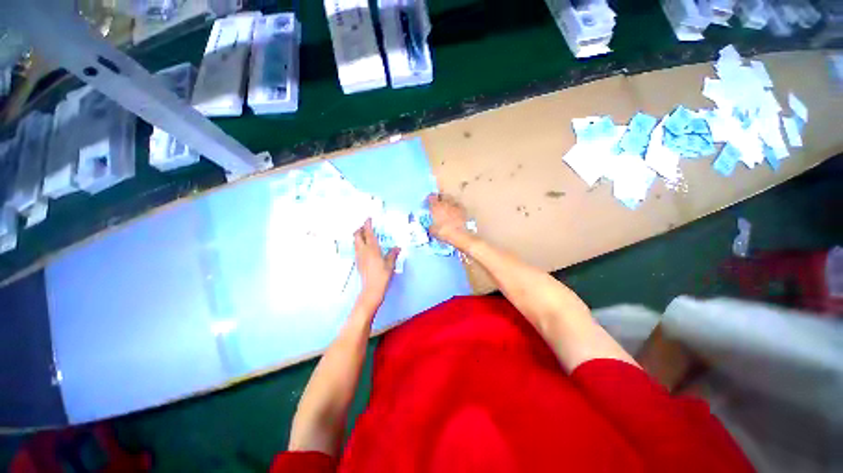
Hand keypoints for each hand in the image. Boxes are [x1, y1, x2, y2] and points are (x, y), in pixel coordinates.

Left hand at [354, 219, 398, 307]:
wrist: (371, 289)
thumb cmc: (382, 275)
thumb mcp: (390, 263)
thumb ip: (393, 254)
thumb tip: (397, 248)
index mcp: (371, 248)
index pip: (367, 232)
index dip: (367, 224)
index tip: (368, 218)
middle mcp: (363, 250)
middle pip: (357, 235)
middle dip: (360, 229)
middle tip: (365, 226)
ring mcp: (359, 256)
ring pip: (355, 242)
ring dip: (358, 236)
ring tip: (365, 235)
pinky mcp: (358, 262)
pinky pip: (357, 249)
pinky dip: (359, 244)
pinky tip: (365, 248)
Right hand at [426, 193, 471, 246]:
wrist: (460, 235)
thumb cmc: (444, 232)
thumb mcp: (433, 232)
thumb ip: (431, 227)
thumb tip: (430, 227)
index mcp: (436, 207)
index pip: (431, 198)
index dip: (428, 199)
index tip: (427, 202)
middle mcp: (446, 203)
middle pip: (442, 195)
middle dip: (439, 198)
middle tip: (437, 203)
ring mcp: (455, 205)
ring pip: (451, 199)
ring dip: (448, 201)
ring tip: (446, 206)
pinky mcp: (463, 209)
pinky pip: (458, 205)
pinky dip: (455, 207)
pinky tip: (455, 212)